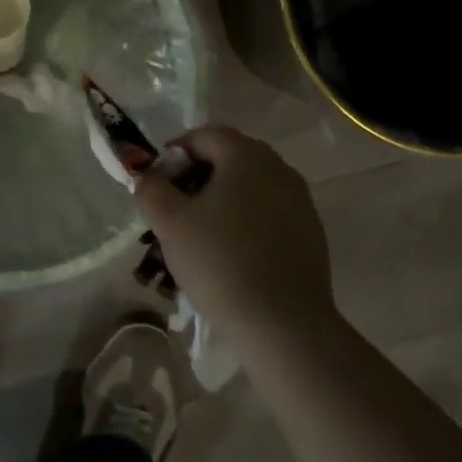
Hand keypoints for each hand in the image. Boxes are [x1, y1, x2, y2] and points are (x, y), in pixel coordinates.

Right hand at [135, 126, 336, 339]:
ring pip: (250, 187)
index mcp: (246, 155)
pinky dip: (247, 221)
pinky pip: (270, 212)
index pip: (204, 136)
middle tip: (176, 210)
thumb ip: (151, 189)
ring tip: (201, 236)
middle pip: (229, 158)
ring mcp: (300, 200)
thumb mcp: (169, 223)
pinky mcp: (311, 232)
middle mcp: (278, 168)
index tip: (159, 186)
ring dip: (222, 200)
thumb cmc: (220, 263)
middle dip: (198, 177)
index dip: (175, 154)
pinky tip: (233, 255)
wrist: (284, 325)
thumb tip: (149, 177)